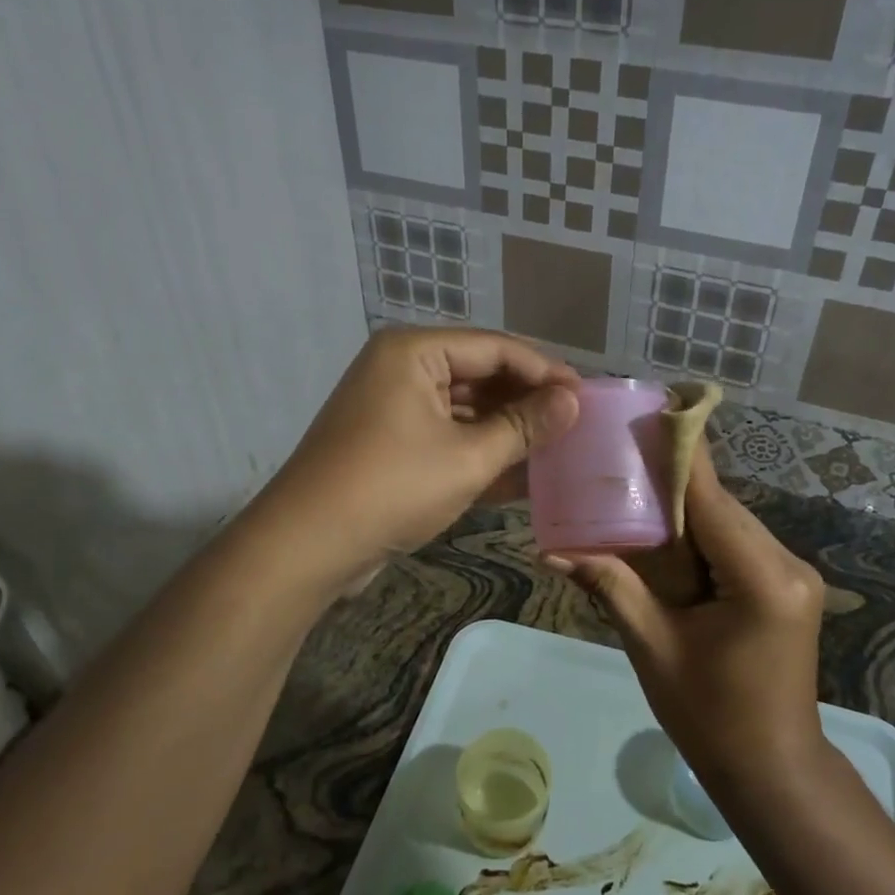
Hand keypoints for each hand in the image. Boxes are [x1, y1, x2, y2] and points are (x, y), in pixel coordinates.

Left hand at [249, 328, 578, 590]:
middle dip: (527, 403)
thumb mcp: (468, 457)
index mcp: (415, 352)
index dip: (545, 372)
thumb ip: (525, 426)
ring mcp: (393, 408)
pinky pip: (446, 436)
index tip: (586, 397)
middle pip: (480, 375)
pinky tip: (521, 475)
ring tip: (557, 450)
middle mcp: (402, 369)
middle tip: (576, 425)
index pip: (496, 348)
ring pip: (465, 410)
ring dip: (507, 431)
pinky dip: (479, 453)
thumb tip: (574, 401)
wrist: (307, 546)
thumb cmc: (392, 487)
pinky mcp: (390, 444)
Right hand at [548, 446, 825, 784]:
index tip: (652, 409)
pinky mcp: (787, 585)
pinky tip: (666, 539)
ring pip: (729, 522)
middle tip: (620, 462)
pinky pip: (737, 544)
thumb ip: (612, 588)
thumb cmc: (711, 718)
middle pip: (721, 506)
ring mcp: (793, 574)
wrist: (774, 770)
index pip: (712, 499)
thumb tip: (553, 551)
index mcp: (761, 579)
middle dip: (672, 486)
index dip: (679, 454)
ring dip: (685, 513)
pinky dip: (702, 537)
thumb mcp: (654, 649)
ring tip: (632, 496)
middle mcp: (788, 564)